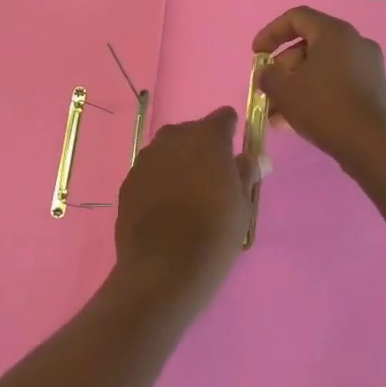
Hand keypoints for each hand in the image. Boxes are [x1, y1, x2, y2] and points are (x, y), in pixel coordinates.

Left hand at [113, 108, 255, 314]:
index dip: (230, 134)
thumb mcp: (242, 205)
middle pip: (193, 132)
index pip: (223, 118)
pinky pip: (151, 171)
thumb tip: (256, 158)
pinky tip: (165, 209)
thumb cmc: (214, 234)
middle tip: (212, 183)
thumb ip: (247, 173)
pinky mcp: (129, 178)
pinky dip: (159, 181)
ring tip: (188, 199)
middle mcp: (174, 137)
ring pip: (169, 150)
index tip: (233, 159)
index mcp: (207, 137)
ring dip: (179, 164)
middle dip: (203, 149)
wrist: (163, 268)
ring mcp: (147, 156)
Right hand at [253, 7, 385, 170]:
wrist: (374, 147)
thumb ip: (268, 75)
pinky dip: (315, 93)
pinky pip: (337, 82)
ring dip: (296, 84)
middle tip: (267, 88)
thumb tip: (268, 73)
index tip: (256, 55)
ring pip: (322, 67)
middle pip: (309, 44)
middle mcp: (355, 42)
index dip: (271, 33)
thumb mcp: (284, 90)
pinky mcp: (374, 89)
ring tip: (276, 112)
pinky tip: (297, 119)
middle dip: (282, 67)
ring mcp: (369, 66)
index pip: (296, 18)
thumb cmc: (325, 108)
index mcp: (335, 33)